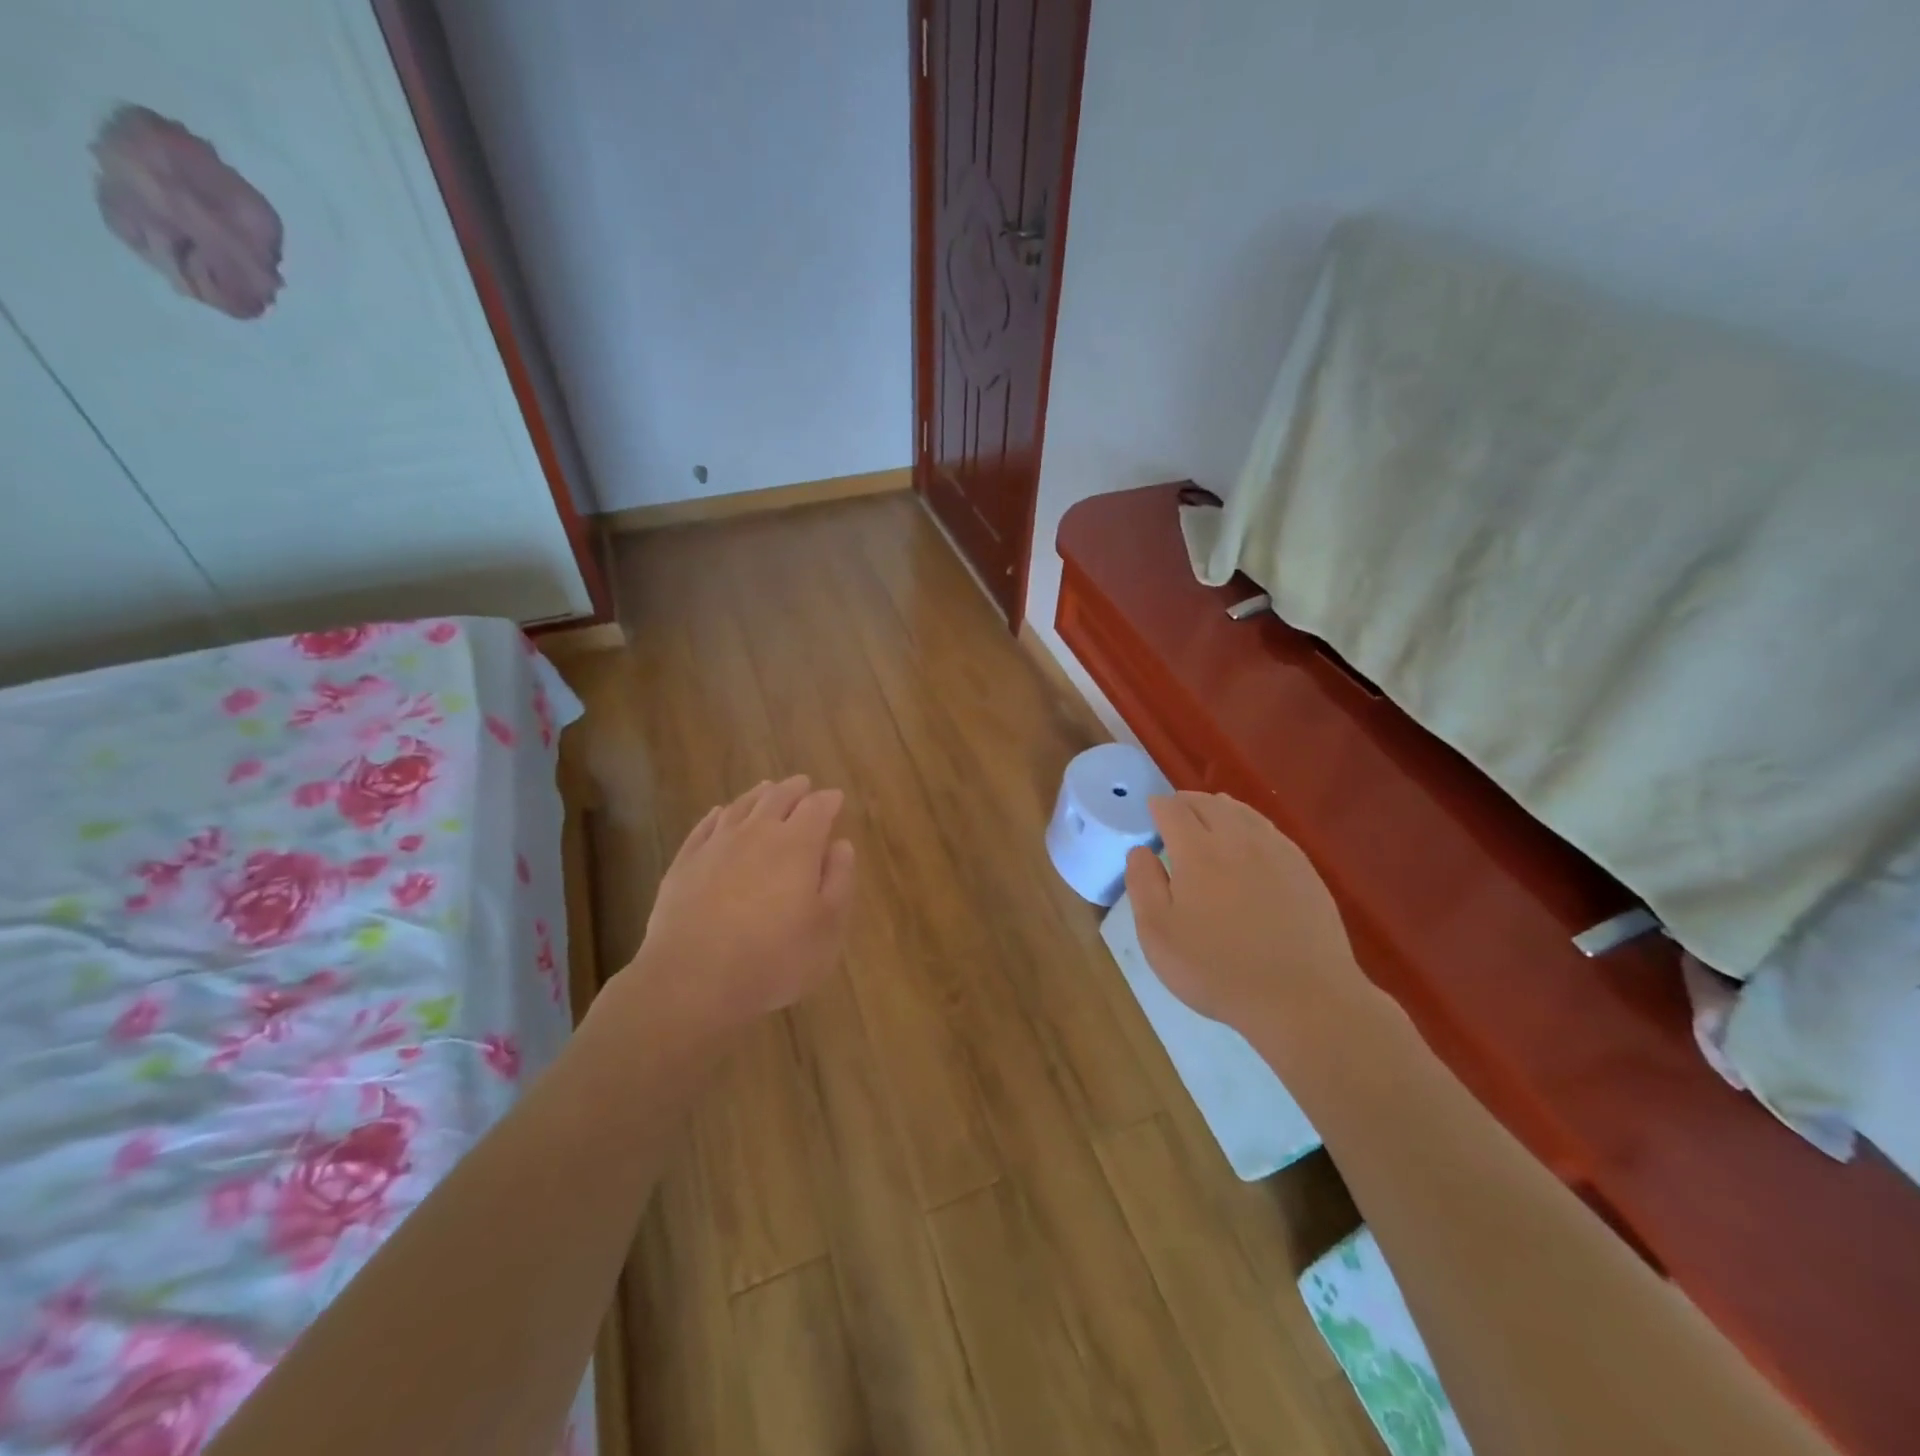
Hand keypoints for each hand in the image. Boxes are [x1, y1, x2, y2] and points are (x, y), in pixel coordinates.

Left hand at [628, 776, 855, 1033]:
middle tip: (803, 784)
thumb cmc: (774, 959)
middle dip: (795, 789)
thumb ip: (839, 880)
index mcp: (797, 845)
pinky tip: (720, 814)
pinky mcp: (685, 863)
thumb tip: (841, 844)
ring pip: (741, 807)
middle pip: (778, 798)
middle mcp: (757, 833)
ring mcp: (716, 845)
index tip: (836, 798)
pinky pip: (705, 826)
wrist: (693, 980)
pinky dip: (718, 815)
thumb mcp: (827, 927)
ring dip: (758, 795)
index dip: (829, 801)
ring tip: (767, 788)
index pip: (817, 808)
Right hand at [1124, 792, 1364, 1034]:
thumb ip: (1143, 884)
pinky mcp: (1304, 869)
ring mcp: (1277, 851)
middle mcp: (1237, 839)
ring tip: (1209, 815)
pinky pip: (1270, 830)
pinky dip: (1250, 824)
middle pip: (1209, 803)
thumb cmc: (1218, 969)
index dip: (1158, 807)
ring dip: (1219, 808)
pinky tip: (1249, 841)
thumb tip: (1141, 850)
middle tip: (1175, 811)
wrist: (1303, 998)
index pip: (1173, 810)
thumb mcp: (1158, 933)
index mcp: (1197, 850)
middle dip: (1187, 801)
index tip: (1151, 811)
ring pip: (1243, 812)